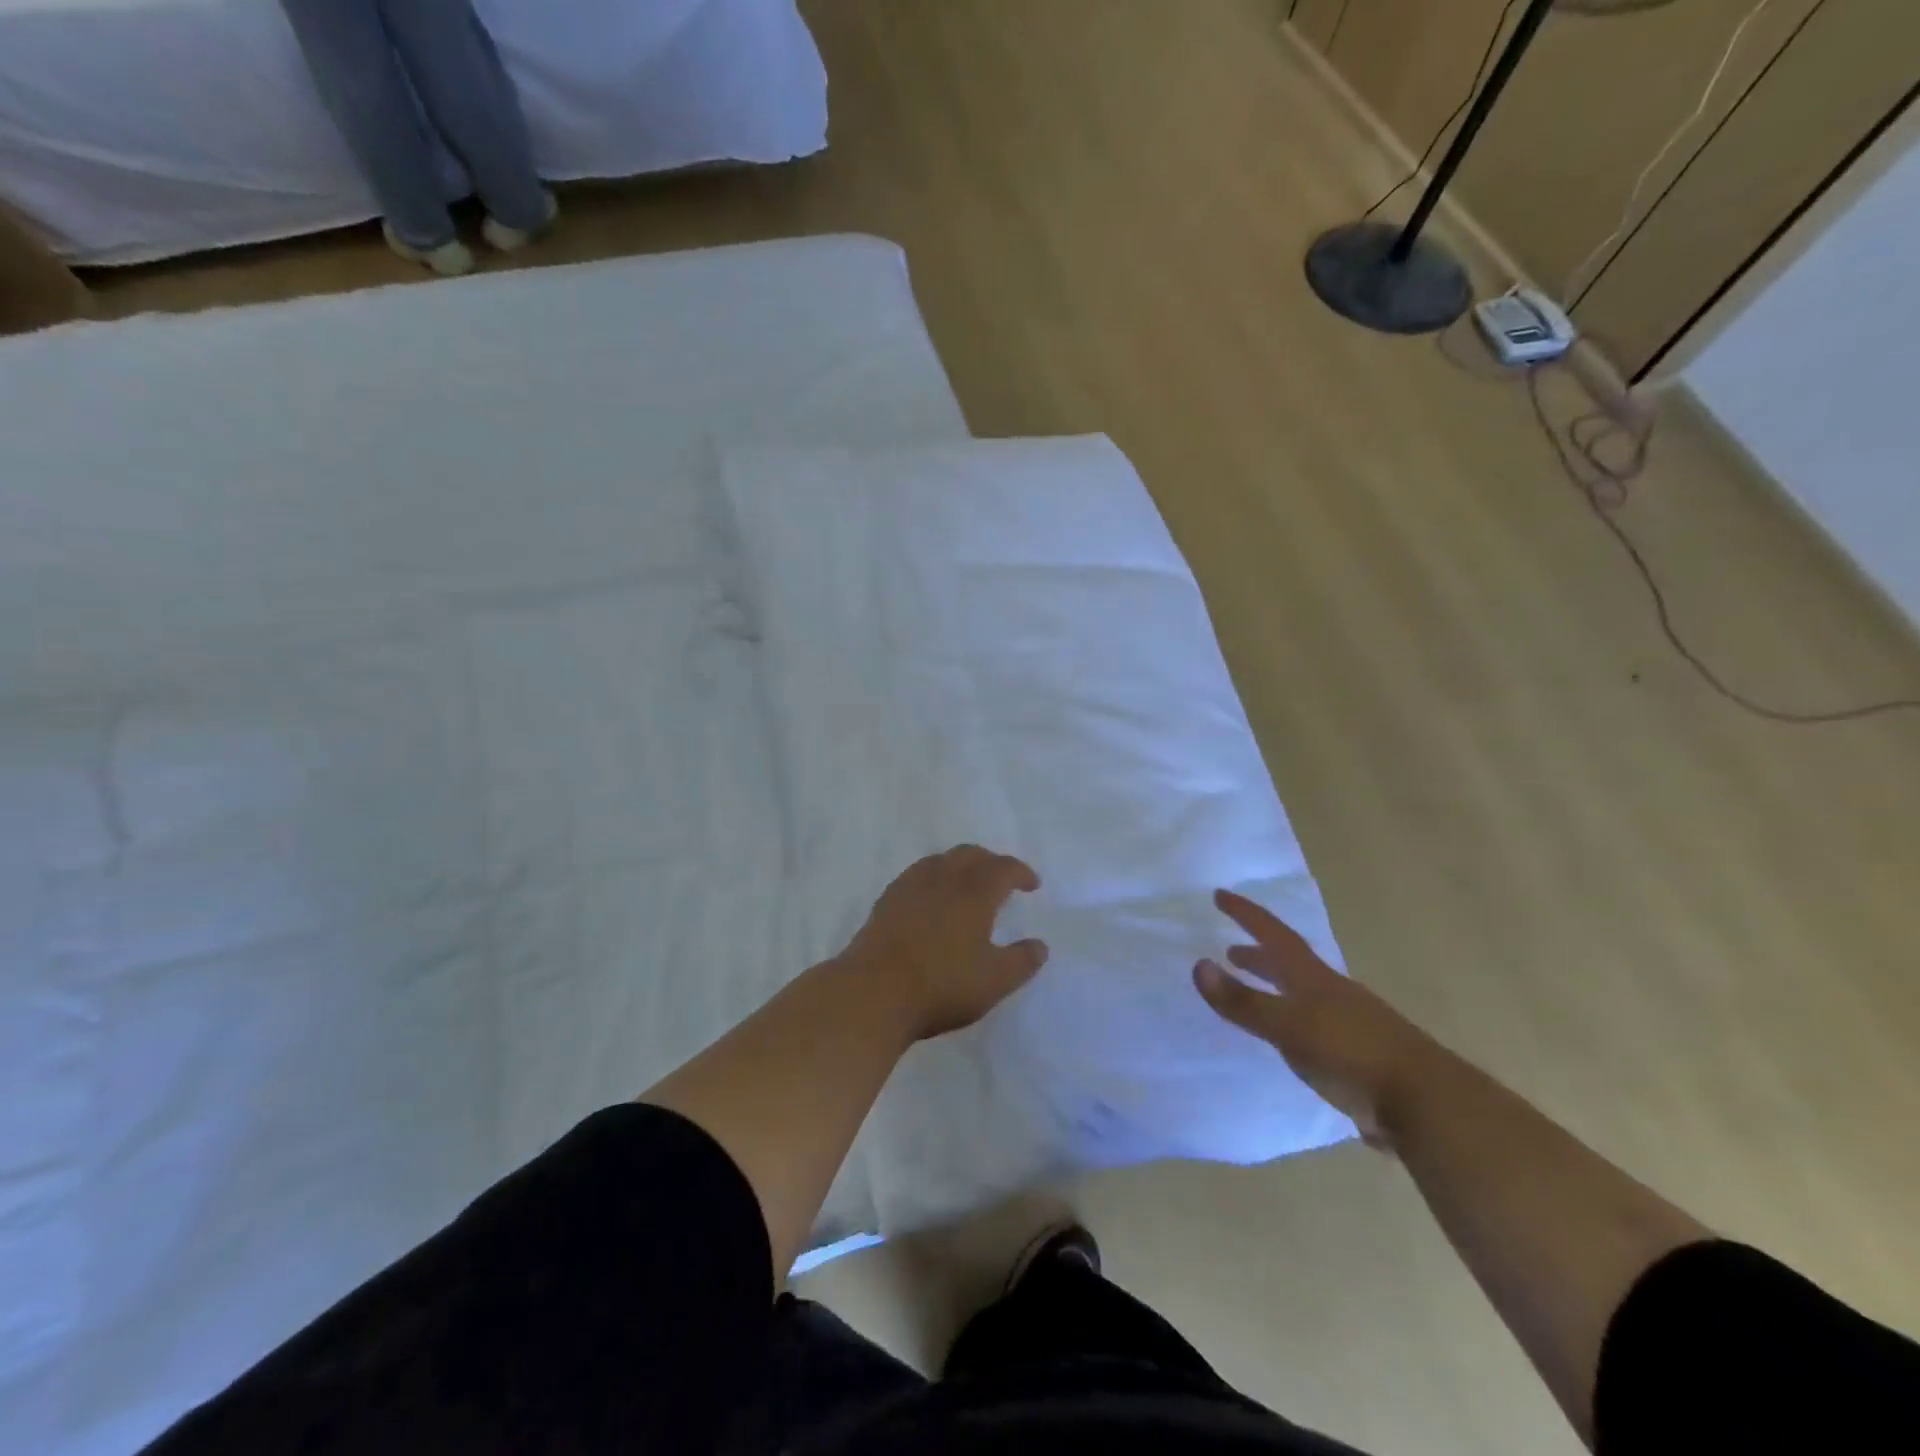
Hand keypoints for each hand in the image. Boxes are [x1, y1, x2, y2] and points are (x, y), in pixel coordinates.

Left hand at [841, 845, 1048, 1041]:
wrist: (872, 992)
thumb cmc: (940, 985)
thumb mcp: (993, 981)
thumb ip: (1021, 961)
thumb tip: (1040, 945)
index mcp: (973, 893)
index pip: (1002, 868)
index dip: (1020, 872)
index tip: (1032, 884)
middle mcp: (942, 879)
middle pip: (970, 855)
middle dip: (991, 862)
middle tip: (1002, 879)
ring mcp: (909, 886)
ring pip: (940, 860)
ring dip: (960, 865)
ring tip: (967, 884)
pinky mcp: (886, 901)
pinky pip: (917, 874)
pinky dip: (934, 877)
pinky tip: (931, 898)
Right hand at [1194, 889, 1445, 1147]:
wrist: (1427, 1105)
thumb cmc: (1351, 1054)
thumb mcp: (1289, 1026)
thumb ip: (1244, 1001)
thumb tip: (1198, 965)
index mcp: (1314, 979)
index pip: (1274, 935)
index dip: (1246, 914)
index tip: (1220, 895)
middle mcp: (1331, 994)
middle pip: (1290, 964)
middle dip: (1259, 954)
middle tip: (1231, 950)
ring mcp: (1349, 1025)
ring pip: (1302, 996)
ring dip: (1275, 988)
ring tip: (1255, 994)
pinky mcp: (1358, 1058)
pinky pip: (1314, 1028)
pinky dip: (1291, 1022)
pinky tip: (1287, 1042)